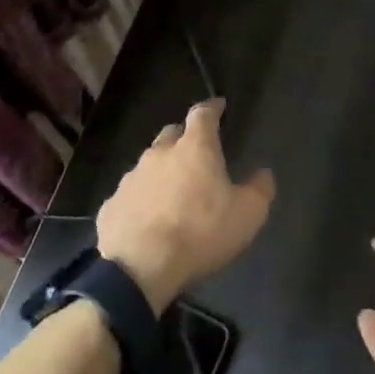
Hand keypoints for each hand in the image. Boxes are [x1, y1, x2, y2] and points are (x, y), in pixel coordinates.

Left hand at [95, 99, 273, 310]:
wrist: (140, 268)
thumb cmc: (201, 234)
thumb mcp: (247, 215)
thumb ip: (260, 189)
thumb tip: (263, 172)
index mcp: (195, 149)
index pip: (203, 115)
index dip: (212, 108)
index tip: (219, 105)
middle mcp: (159, 154)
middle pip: (171, 134)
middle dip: (184, 138)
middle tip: (196, 152)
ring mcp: (130, 178)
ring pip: (148, 165)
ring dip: (162, 171)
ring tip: (172, 192)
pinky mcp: (111, 205)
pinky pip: (131, 195)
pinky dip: (142, 201)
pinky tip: (148, 220)